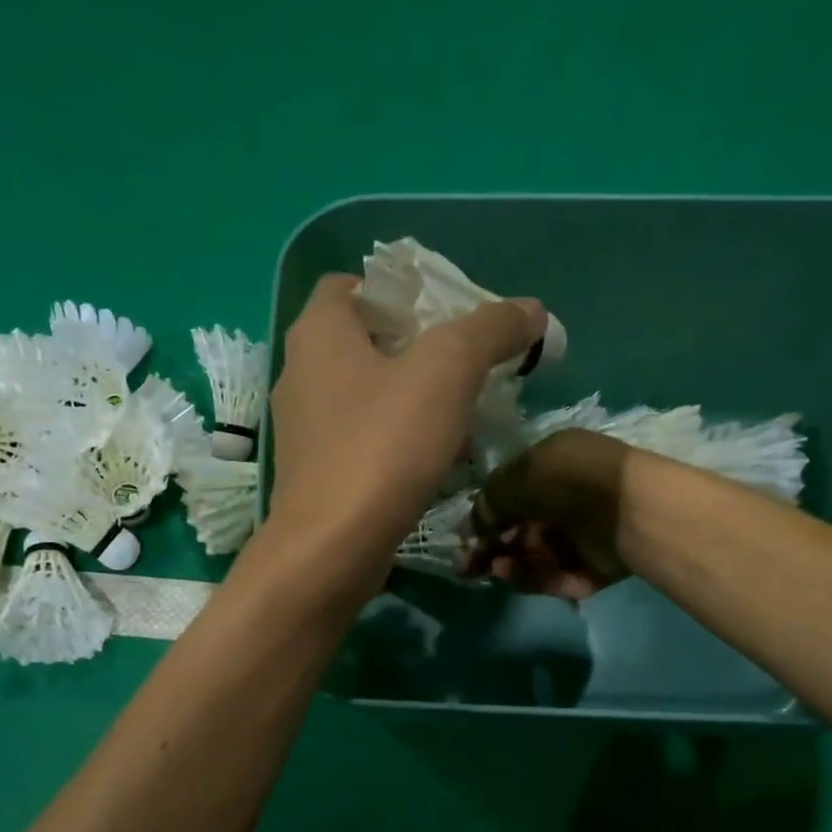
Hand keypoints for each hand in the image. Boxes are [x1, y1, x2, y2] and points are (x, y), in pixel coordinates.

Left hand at [267, 273, 547, 587]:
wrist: (333, 547)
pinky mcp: (315, 474)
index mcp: (319, 332)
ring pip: (367, 395)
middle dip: (419, 348)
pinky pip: (362, 439)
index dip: (401, 291)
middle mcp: (300, 373)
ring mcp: (304, 429)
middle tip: (467, 364)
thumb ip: (491, 329)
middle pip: (365, 341)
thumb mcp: (448, 370)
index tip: (447, 315)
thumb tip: (530, 311)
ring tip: (462, 414)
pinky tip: (436, 459)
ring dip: (413, 398)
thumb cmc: (383, 445)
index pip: (353, 285)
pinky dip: (398, 439)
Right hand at [459, 429, 632, 599]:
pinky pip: (557, 575)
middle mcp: (567, 498)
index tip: (464, 537)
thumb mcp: (520, 476)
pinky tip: (515, 576)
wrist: (628, 511)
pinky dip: (535, 577)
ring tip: (496, 569)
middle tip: (468, 565)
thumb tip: (478, 523)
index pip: (512, 492)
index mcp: (553, 465)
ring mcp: (583, 534)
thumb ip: (491, 499)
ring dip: (510, 563)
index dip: (486, 515)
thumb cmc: (570, 481)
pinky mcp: (594, 566)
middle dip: (492, 547)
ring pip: (536, 555)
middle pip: (521, 529)